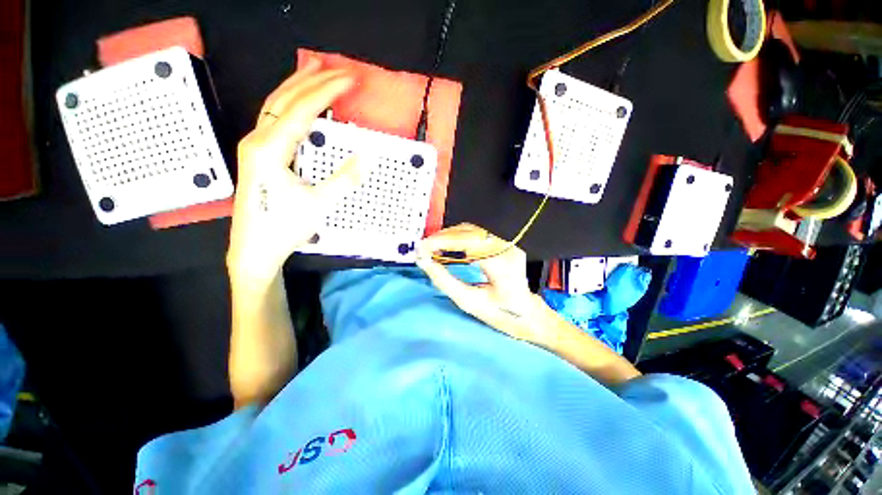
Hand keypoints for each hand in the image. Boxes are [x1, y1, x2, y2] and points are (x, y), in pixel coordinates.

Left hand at [228, 59, 362, 281]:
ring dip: (298, 86)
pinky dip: (291, 104)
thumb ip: (344, 178)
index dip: (327, 92)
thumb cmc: (284, 227)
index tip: (349, 79)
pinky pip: (275, 119)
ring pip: (276, 105)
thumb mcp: (319, 205)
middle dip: (312, 80)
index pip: (302, 110)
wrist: (254, 248)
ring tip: (316, 70)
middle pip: (284, 99)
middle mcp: (257, 140)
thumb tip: (367, 156)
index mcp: (270, 149)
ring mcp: (255, 146)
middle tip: (335, 67)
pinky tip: (301, 102)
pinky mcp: (258, 154)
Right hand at [416, 223, 548, 341]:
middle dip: (442, 237)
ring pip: (471, 230)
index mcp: (501, 263)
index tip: (422, 249)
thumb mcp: (469, 302)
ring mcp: (507, 242)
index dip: (441, 242)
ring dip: (449, 236)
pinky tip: (447, 246)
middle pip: (468, 232)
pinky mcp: (503, 242)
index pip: (467, 243)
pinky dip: (458, 238)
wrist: (527, 313)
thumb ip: (445, 281)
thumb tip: (425, 262)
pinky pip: (476, 234)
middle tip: (423, 248)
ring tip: (431, 247)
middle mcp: (506, 246)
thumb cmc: (500, 313)